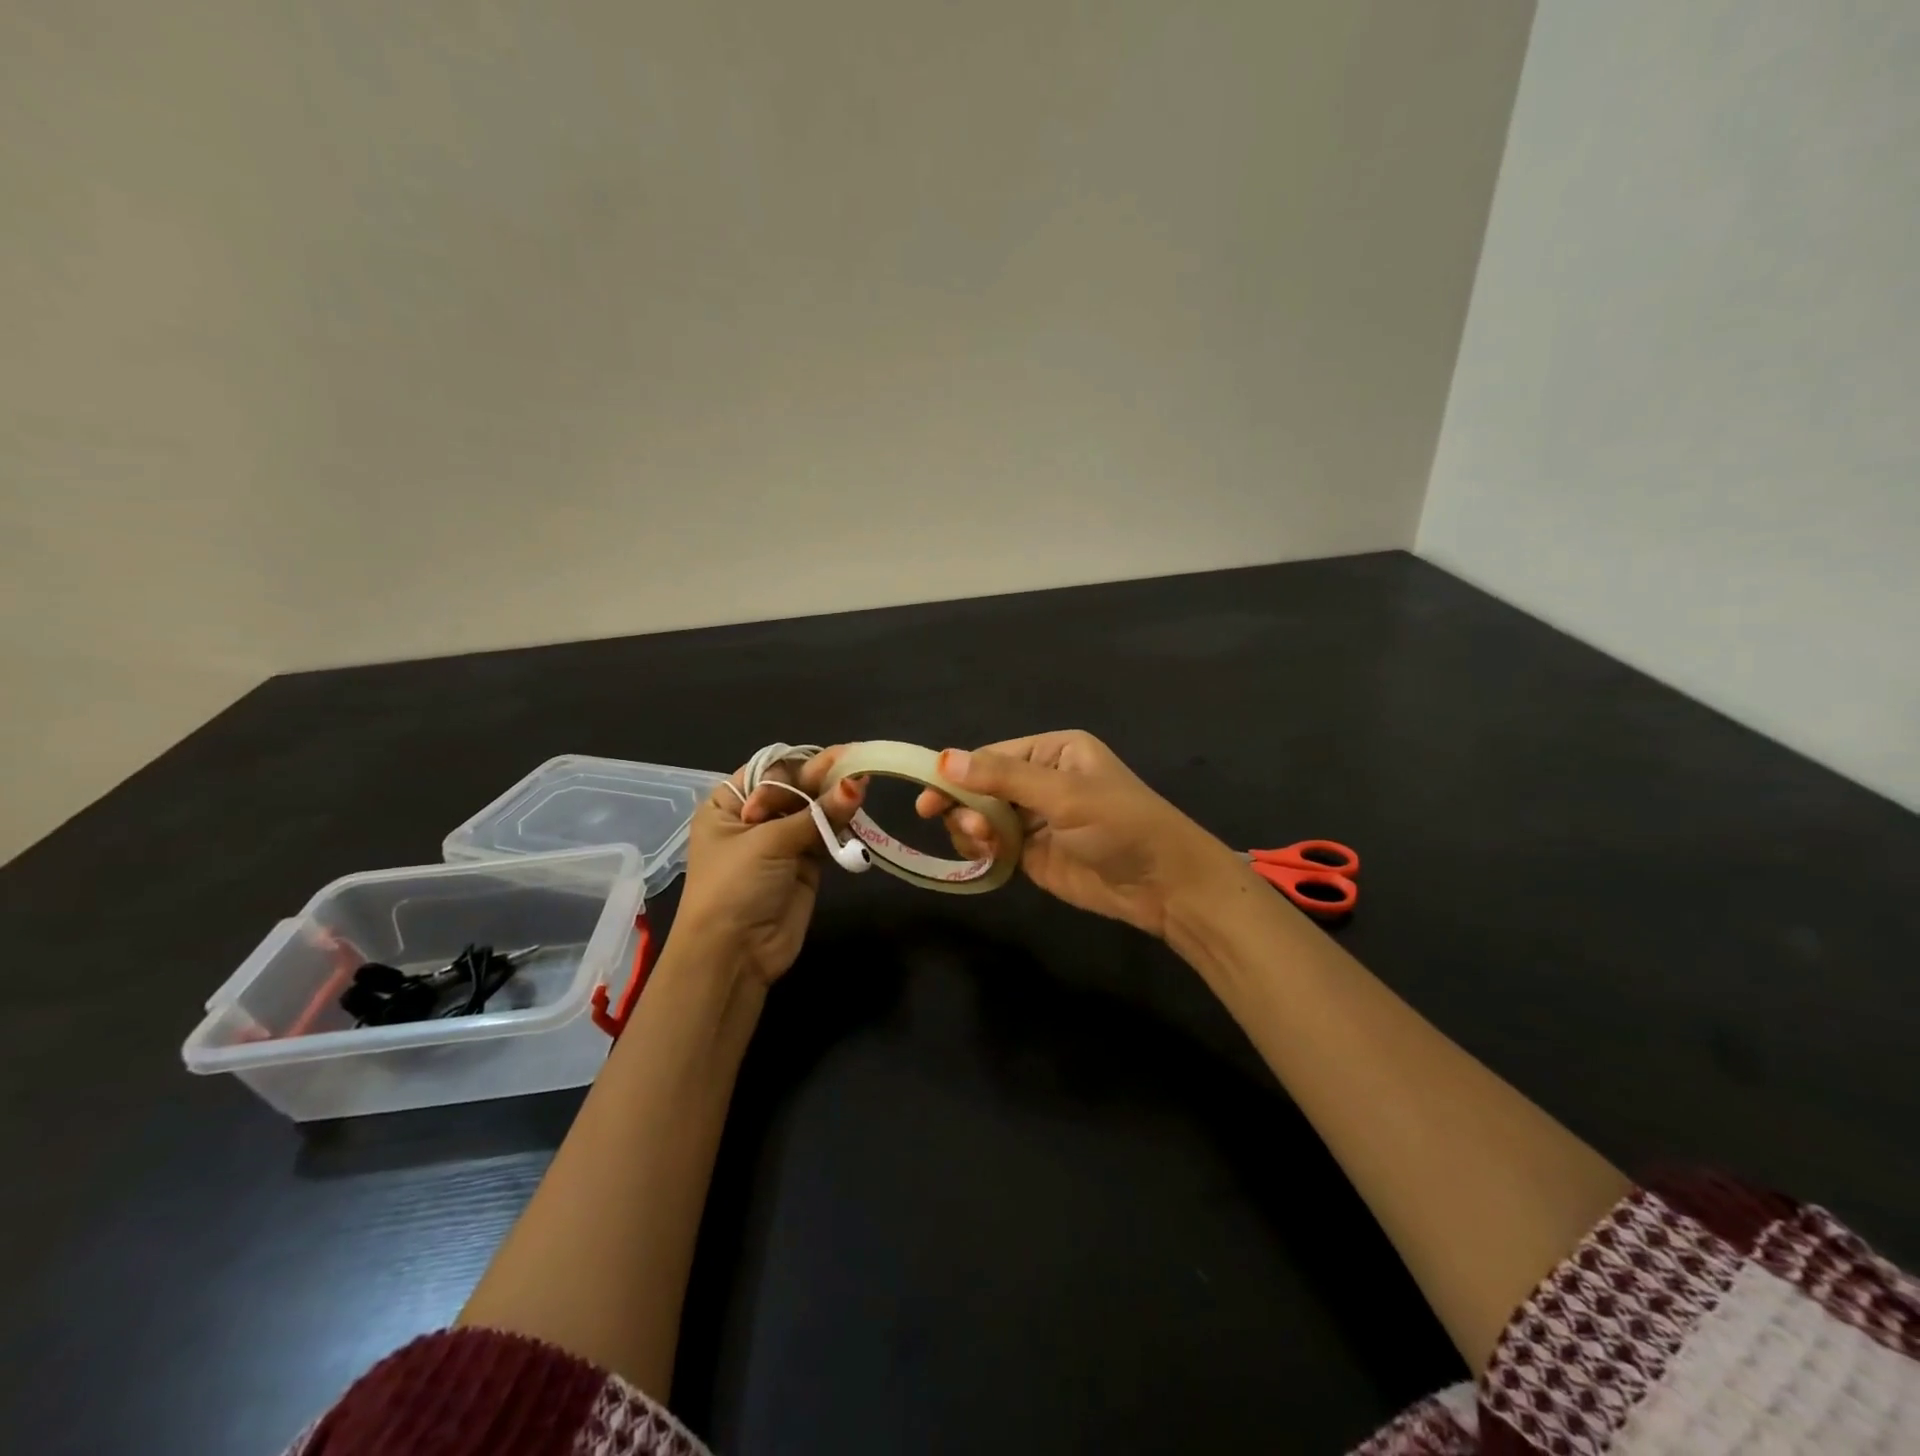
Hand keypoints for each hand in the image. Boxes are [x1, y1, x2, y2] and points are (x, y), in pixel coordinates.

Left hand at [671, 747, 866, 984]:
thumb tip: (858, 782)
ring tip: (864, 782)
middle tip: (858, 762)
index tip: (836, 757)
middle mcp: (754, 818)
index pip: (769, 771)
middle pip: (795, 788)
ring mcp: (781, 842)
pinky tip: (859, 808)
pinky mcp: (805, 864)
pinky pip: (826, 835)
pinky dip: (842, 824)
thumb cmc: (734, 887)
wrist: (733, 955)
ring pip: (814, 811)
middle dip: (824, 779)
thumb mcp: (768, 842)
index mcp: (729, 804)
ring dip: (836, 800)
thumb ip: (817, 813)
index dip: (800, 766)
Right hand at [914, 730, 1238, 938]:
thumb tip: (943, 759)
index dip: (957, 775)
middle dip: (967, 807)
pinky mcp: (1033, 853)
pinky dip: (982, 851)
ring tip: (987, 846)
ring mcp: (1035, 819)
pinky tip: (989, 859)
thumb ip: (1004, 778)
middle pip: (980, 787)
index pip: (992, 756)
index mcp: (1053, 752)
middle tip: (972, 832)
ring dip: (973, 831)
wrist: (1164, 884)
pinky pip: (993, 846)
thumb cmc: (1121, 825)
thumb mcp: (1065, 795)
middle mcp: (1040, 780)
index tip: (928, 799)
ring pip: (981, 818)